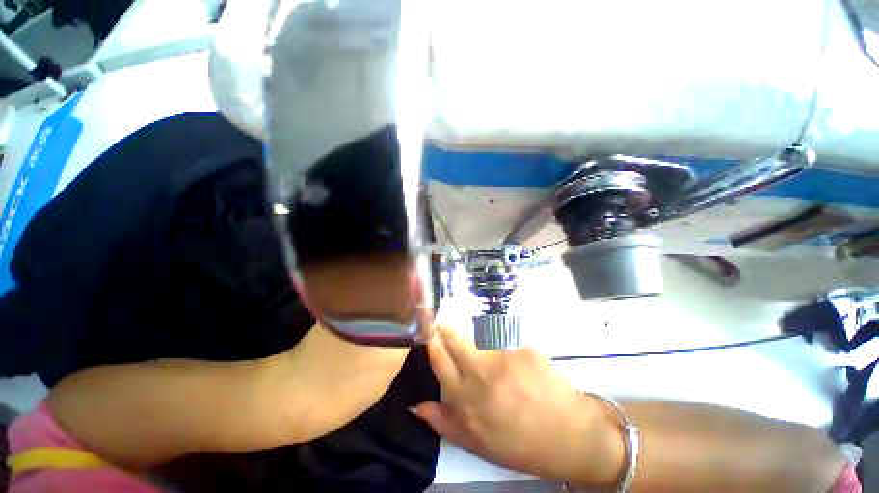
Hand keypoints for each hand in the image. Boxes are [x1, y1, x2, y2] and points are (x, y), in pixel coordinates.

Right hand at [412, 326, 620, 484]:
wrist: (570, 437)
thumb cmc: (520, 444)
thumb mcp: (476, 443)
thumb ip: (443, 422)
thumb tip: (415, 405)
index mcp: (466, 400)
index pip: (439, 359)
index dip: (432, 340)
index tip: (430, 330)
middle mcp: (481, 373)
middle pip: (455, 338)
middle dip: (447, 328)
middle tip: (448, 326)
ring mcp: (504, 358)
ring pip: (482, 339)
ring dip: (484, 346)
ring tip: (501, 368)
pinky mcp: (524, 349)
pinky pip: (507, 343)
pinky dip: (510, 352)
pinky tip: (523, 370)